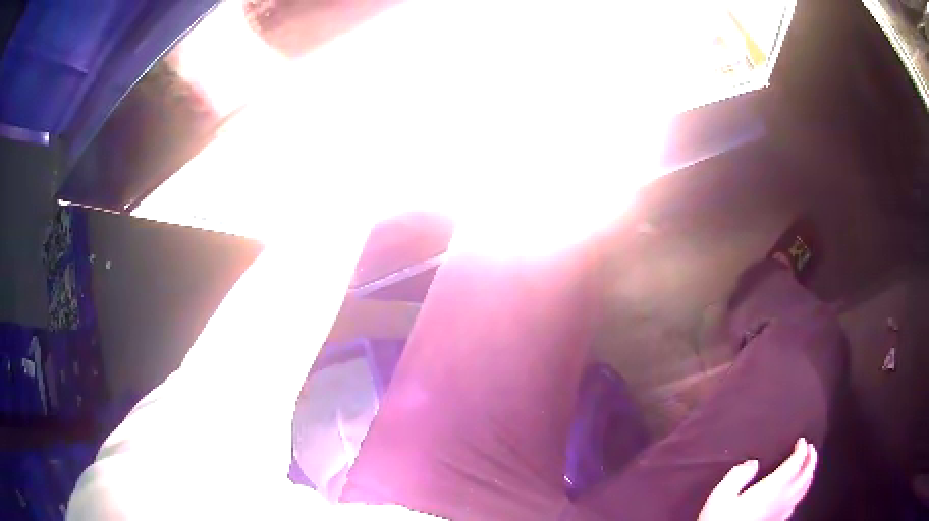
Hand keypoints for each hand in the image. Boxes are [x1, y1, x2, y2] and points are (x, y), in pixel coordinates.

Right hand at [699, 438, 817, 520]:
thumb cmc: (719, 519)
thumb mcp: (720, 496)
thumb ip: (737, 476)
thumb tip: (752, 463)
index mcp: (770, 488)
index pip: (795, 464)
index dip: (801, 450)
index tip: (801, 441)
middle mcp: (781, 499)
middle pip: (805, 476)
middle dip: (811, 460)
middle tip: (810, 449)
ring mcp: (780, 512)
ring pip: (803, 490)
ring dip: (809, 475)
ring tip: (808, 466)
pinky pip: (795, 504)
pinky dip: (801, 493)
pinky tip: (796, 494)